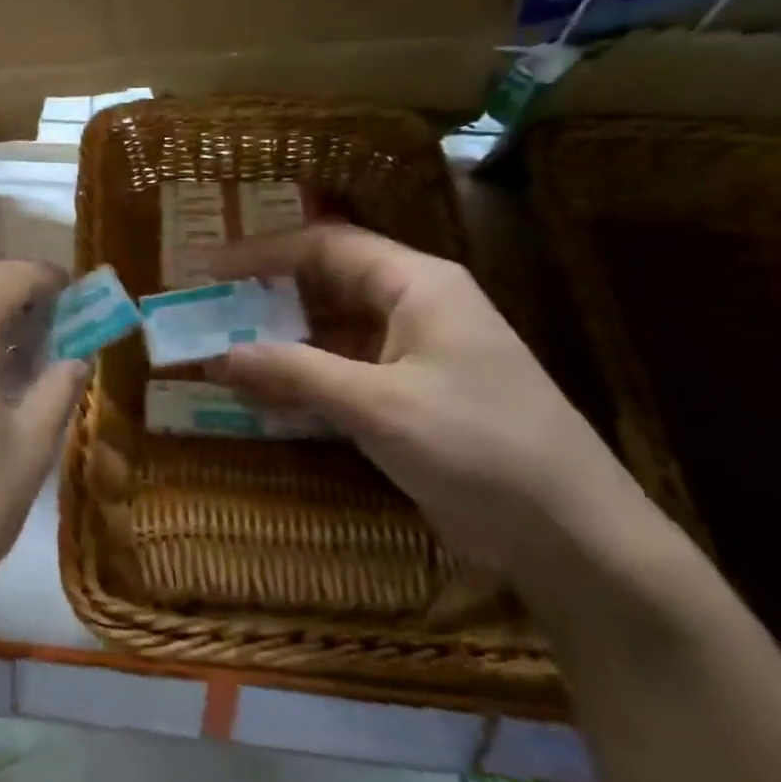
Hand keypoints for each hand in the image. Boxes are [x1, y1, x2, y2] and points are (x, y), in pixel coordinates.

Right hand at [209, 225, 654, 580]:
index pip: (326, 246)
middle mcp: (415, 307)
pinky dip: (304, 381)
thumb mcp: (376, 406)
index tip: (207, 268)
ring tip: (222, 355)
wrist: (574, 536)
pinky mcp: (413, 397)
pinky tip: (264, 398)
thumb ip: (293, 372)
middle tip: (208, 311)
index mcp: (416, 284)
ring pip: (332, 332)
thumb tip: (217, 353)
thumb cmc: (478, 447)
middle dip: (265, 298)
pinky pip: (345, 373)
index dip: (261, 252)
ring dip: (280, 344)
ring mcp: (415, 354)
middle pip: (326, 284)